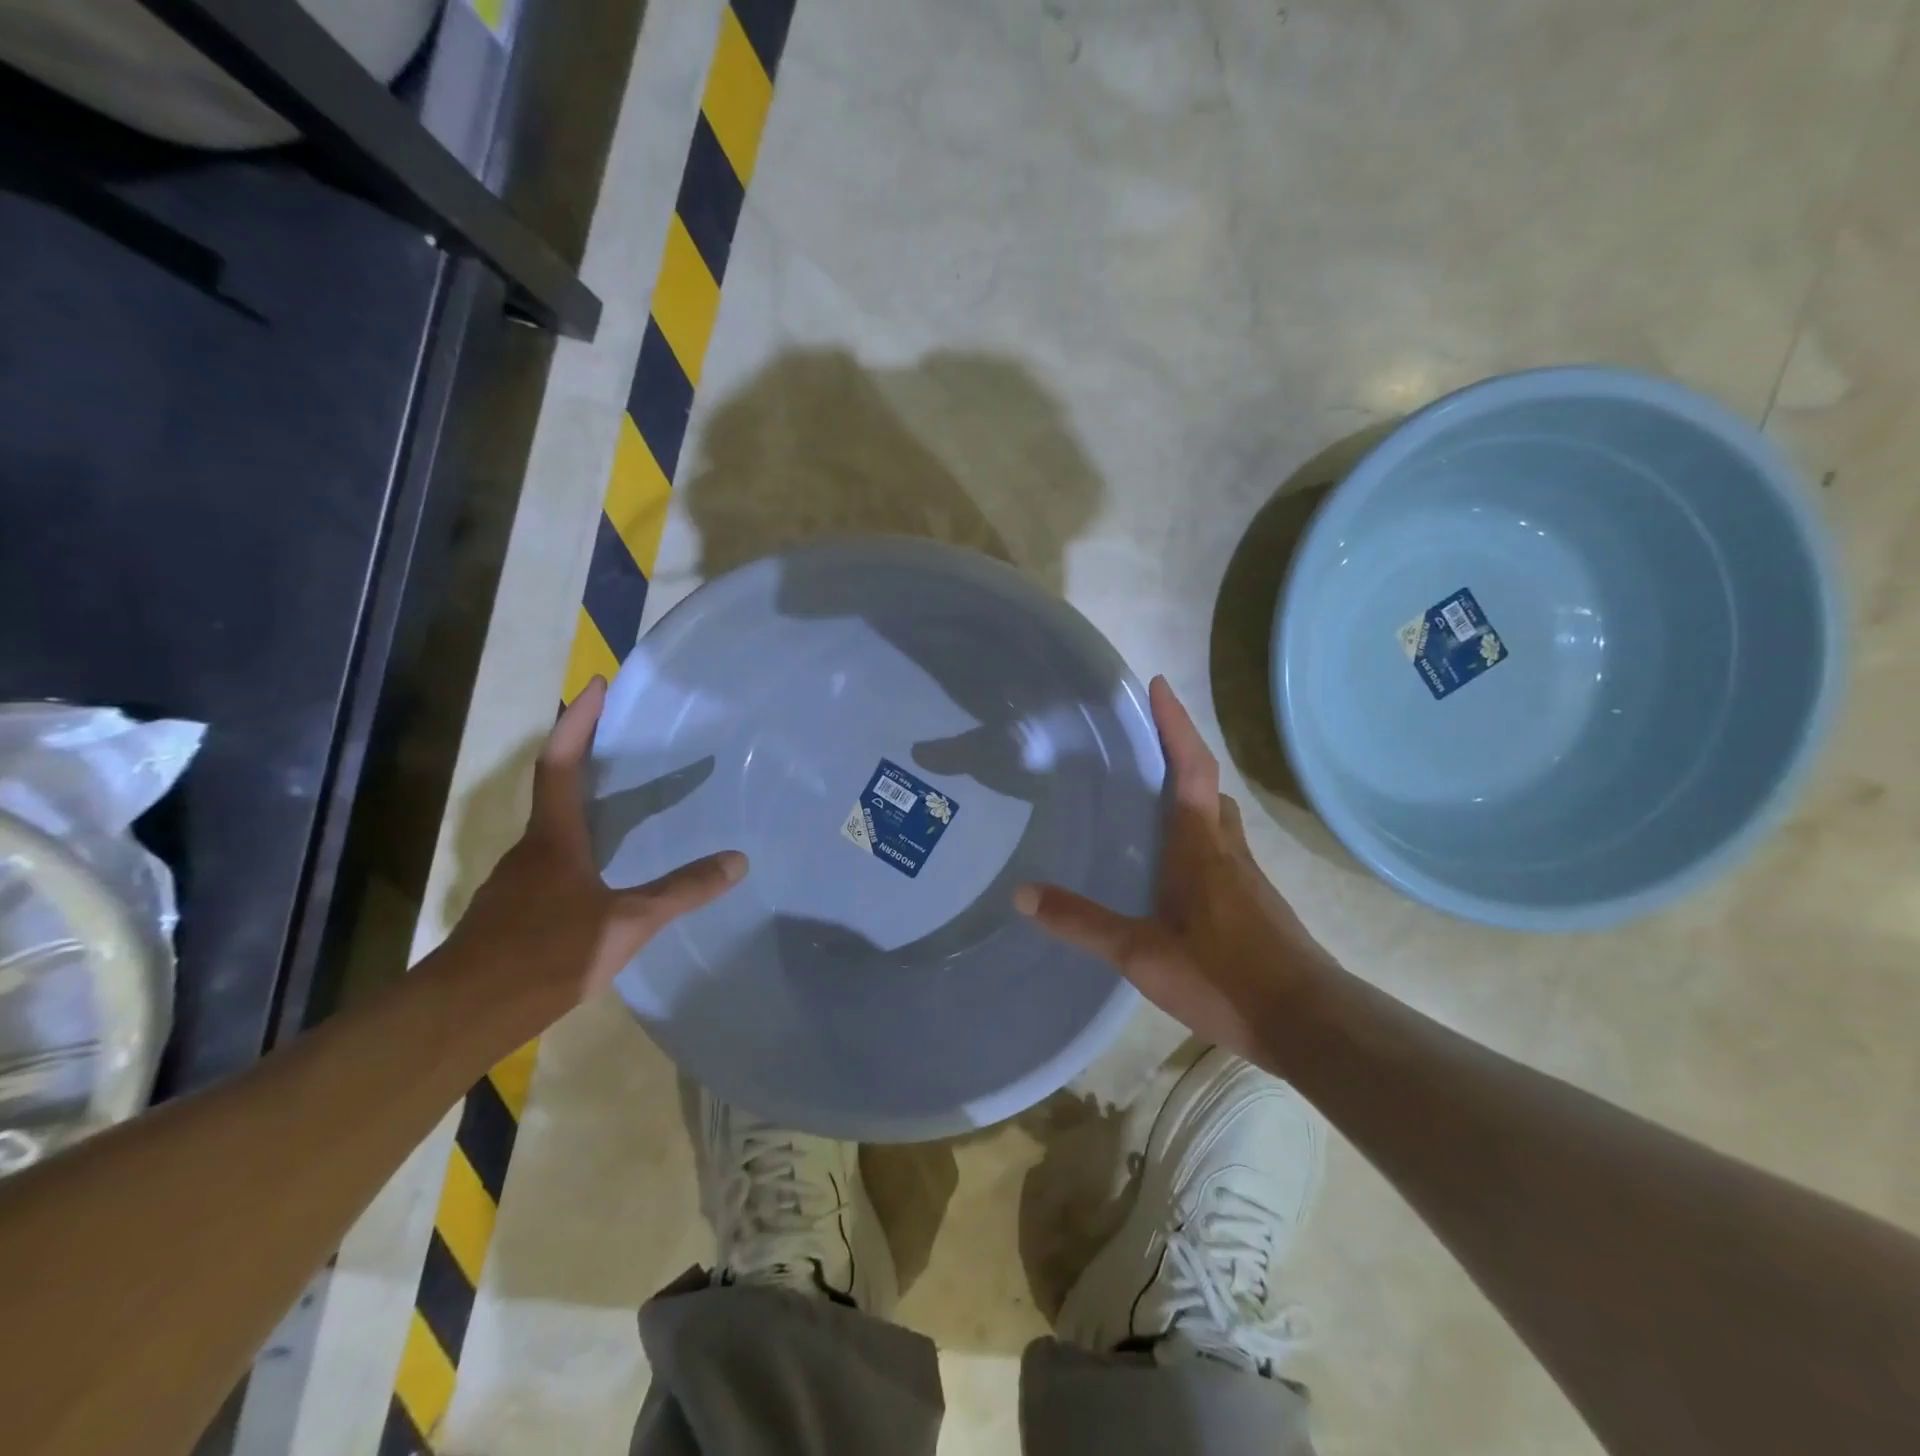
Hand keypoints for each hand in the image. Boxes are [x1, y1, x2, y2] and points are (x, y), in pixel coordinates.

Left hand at [444, 677, 746, 1006]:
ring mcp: (519, 882)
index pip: (562, 763)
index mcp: (555, 837)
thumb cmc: (546, 953)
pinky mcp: (515, 912)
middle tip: (625, 739)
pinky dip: (580, 848)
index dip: (578, 721)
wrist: (464, 1015)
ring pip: (555, 829)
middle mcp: (532, 849)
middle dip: (585, 755)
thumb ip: (682, 890)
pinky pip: (553, 863)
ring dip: (584, 805)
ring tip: (625, 802)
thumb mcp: (628, 922)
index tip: (596, 684)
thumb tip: (738, 860)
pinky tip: (604, 873)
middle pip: (556, 789)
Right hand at [1015, 676, 1332, 1065]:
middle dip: (1181, 756)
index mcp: (1200, 847)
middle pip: (1206, 787)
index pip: (1189, 769)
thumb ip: (1082, 923)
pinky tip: (1173, 869)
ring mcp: (1246, 878)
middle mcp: (1226, 850)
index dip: (1174, 725)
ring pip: (1217, 819)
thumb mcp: (1141, 954)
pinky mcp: (1253, 904)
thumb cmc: (1224, 977)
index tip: (1158, 685)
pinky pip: (1221, 850)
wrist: (1309, 1024)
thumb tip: (1022, 894)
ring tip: (1151, 800)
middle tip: (1145, 746)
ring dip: (1190, 796)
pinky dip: (1197, 836)